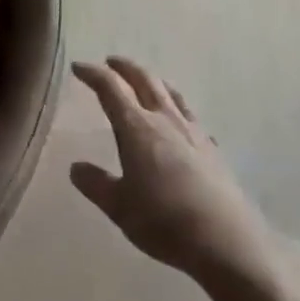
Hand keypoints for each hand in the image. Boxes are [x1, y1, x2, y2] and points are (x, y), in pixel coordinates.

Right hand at [70, 58, 279, 286]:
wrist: (224, 238)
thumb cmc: (164, 221)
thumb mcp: (120, 207)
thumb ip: (96, 184)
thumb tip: (75, 167)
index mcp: (136, 127)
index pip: (110, 88)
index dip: (92, 74)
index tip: (78, 67)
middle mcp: (164, 118)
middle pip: (143, 79)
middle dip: (124, 67)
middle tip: (110, 62)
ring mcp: (191, 129)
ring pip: (168, 91)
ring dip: (151, 79)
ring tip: (144, 79)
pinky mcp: (210, 145)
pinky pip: (188, 110)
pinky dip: (175, 102)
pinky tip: (179, 116)